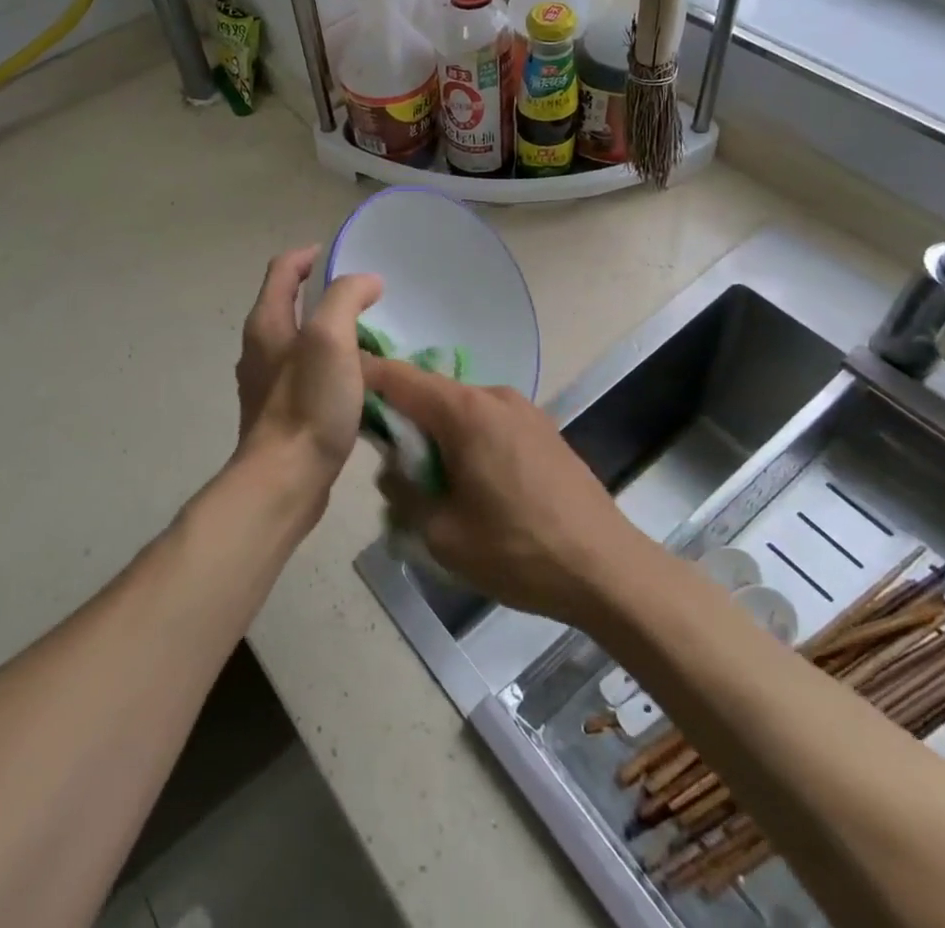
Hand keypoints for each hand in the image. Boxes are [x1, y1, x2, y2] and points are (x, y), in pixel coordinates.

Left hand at [233, 260, 382, 517]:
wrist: (285, 481)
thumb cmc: (307, 403)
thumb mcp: (330, 338)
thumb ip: (346, 298)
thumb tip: (366, 281)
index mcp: (267, 322)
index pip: (283, 269)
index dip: (310, 255)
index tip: (343, 255)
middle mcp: (261, 347)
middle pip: (291, 304)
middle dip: (326, 295)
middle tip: (366, 299)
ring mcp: (269, 383)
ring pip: (302, 342)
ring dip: (333, 333)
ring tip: (371, 339)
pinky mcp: (283, 413)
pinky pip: (309, 375)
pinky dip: (333, 367)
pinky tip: (360, 383)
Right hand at [365, 357, 643, 625]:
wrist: (608, 569)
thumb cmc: (519, 551)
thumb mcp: (442, 534)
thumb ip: (403, 492)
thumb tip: (393, 469)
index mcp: (465, 411)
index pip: (398, 377)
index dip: (363, 376)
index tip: (335, 389)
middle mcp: (493, 396)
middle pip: (430, 393)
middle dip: (403, 421)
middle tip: (389, 465)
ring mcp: (524, 410)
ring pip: (460, 411)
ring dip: (437, 436)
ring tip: (435, 487)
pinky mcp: (543, 430)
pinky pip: (488, 424)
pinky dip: (467, 442)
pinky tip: (474, 487)